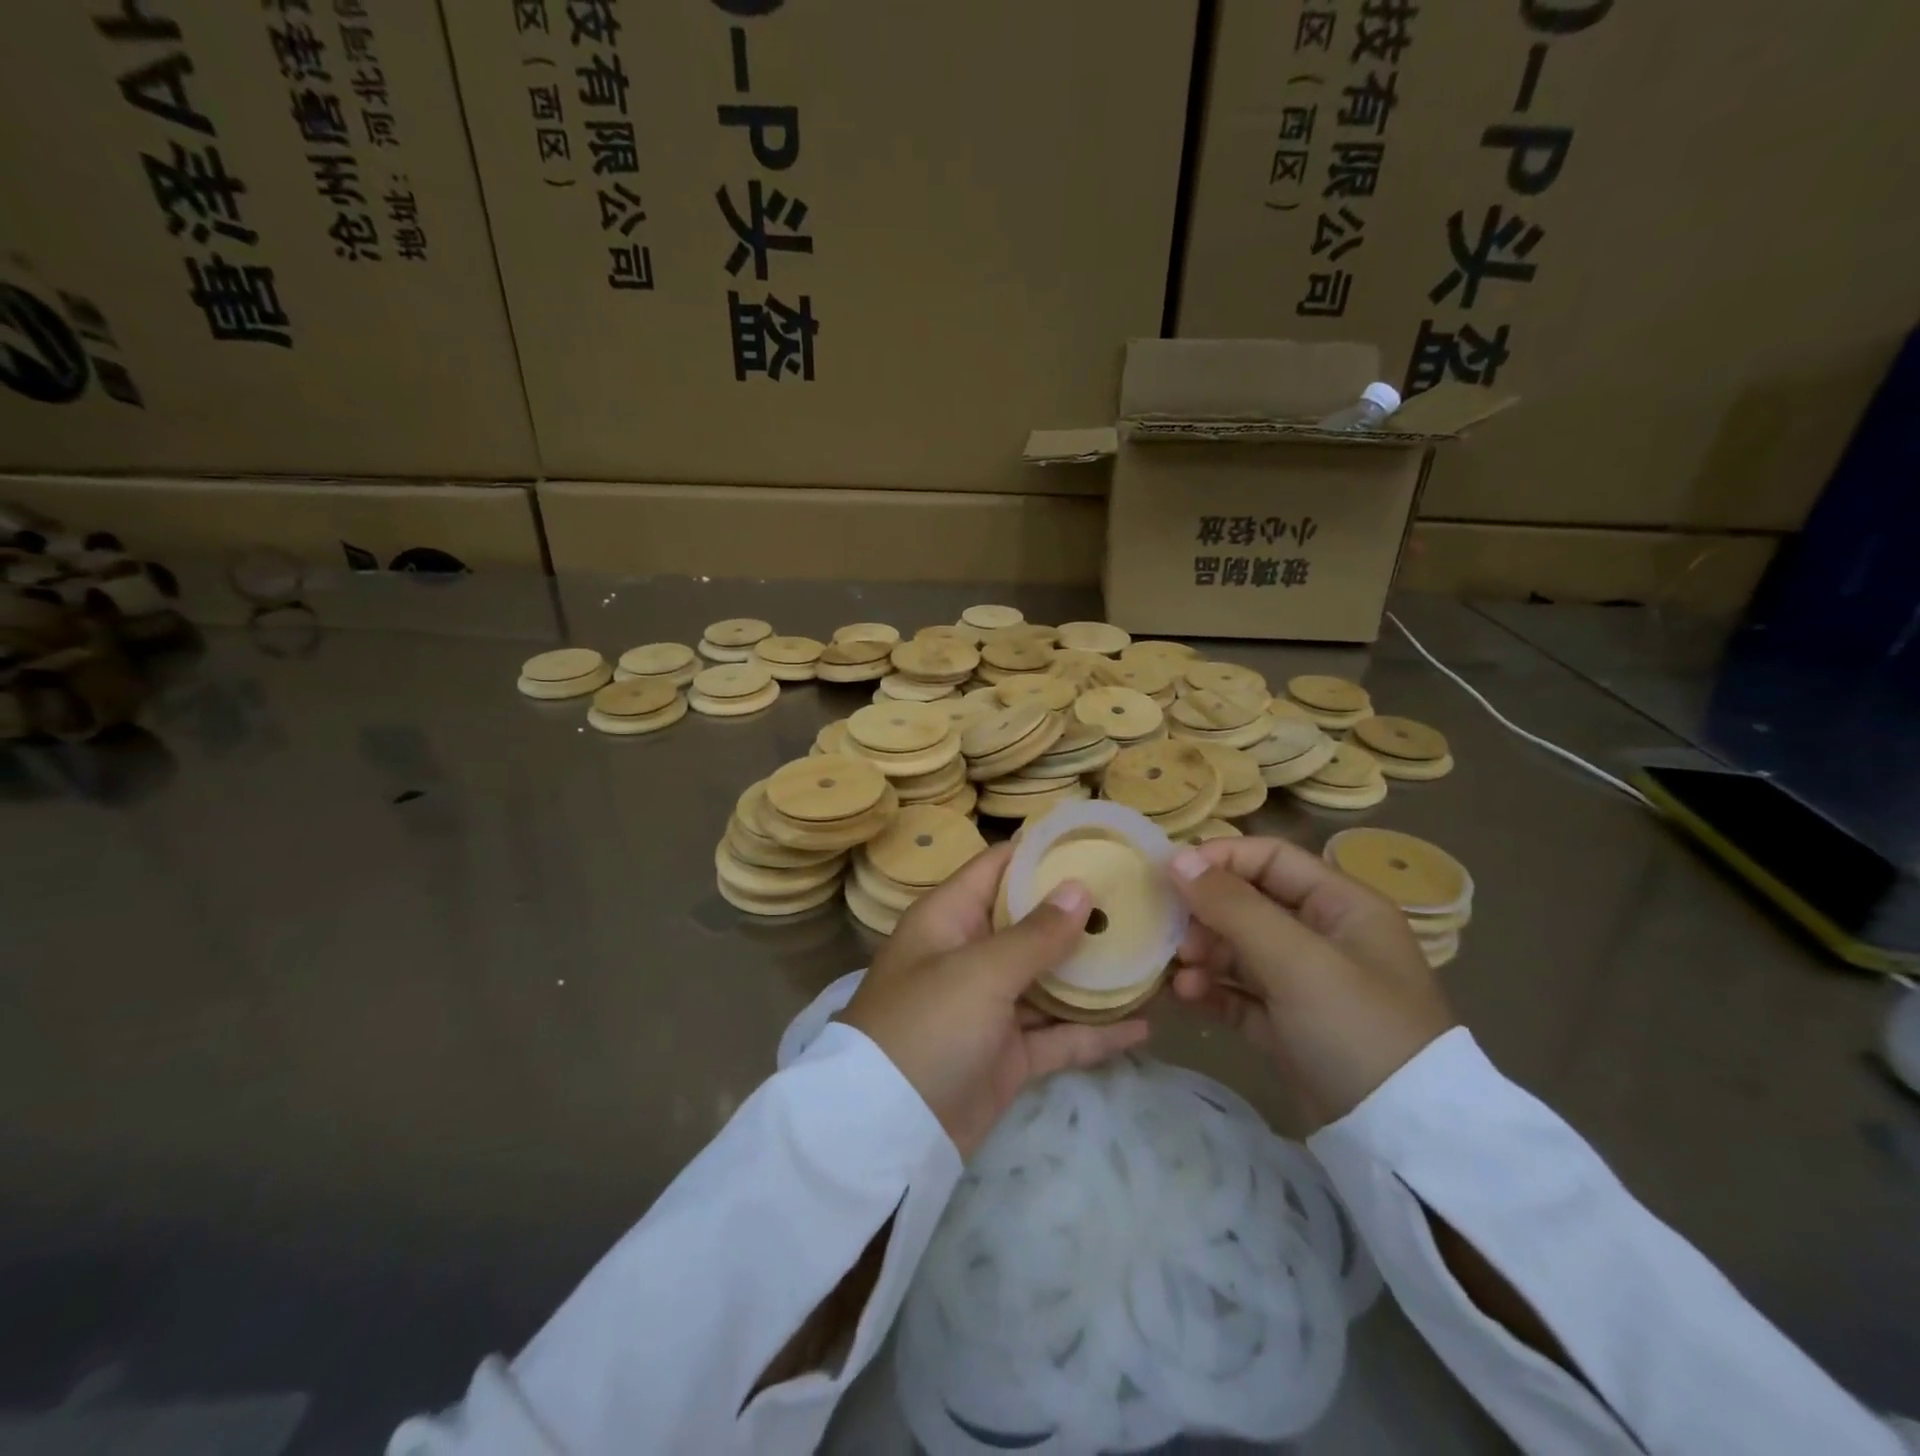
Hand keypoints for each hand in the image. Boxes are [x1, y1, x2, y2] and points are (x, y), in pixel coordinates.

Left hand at [841, 843, 1149, 1157]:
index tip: (1098, 843)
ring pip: (1050, 980)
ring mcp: (991, 1007)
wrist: (887, 1134)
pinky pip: (1058, 1035)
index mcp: (950, 919)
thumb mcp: (980, 972)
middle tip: (1141, 899)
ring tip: (1152, 955)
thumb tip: (1080, 888)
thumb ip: (1034, 934)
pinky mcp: (1008, 1055)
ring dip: (1095, 973)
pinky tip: (1143, 1025)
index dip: (1043, 852)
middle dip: (1080, 913)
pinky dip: (1095, 1032)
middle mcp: (970, 954)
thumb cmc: (926, 1027)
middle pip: (1031, 922)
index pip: (999, 868)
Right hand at [1165, 836, 1454, 1128]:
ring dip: (1205, 957)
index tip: (1171, 877)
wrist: (1402, 1140)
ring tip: (1183, 976)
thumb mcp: (1295, 959)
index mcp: (1342, 905)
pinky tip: (1187, 997)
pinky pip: (1240, 993)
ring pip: (1239, 950)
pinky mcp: (1289, 1025)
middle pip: (1249, 904)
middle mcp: (1324, 936)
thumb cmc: (1355, 1027)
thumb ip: (1233, 906)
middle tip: (1177, 940)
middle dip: (1206, 917)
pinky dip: (1212, 991)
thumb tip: (1176, 860)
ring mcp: (1306, 983)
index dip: (1220, 860)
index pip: (1271, 858)